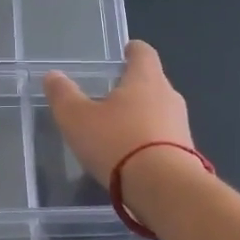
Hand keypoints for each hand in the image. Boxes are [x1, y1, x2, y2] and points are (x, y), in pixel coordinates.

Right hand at [42, 40, 195, 186]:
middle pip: (152, 82)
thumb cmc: (117, 142)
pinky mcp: (187, 153)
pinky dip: (149, 141)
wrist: (164, 188)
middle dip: (134, 87)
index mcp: (145, 79)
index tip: (124, 53)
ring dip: (142, 116)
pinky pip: (165, 138)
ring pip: (160, 111)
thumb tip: (53, 76)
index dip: (132, 50)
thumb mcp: (77, 119)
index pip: (143, 52)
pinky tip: (132, 156)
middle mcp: (169, 96)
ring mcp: (182, 125)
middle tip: (111, 95)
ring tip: (118, 129)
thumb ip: (63, 95)